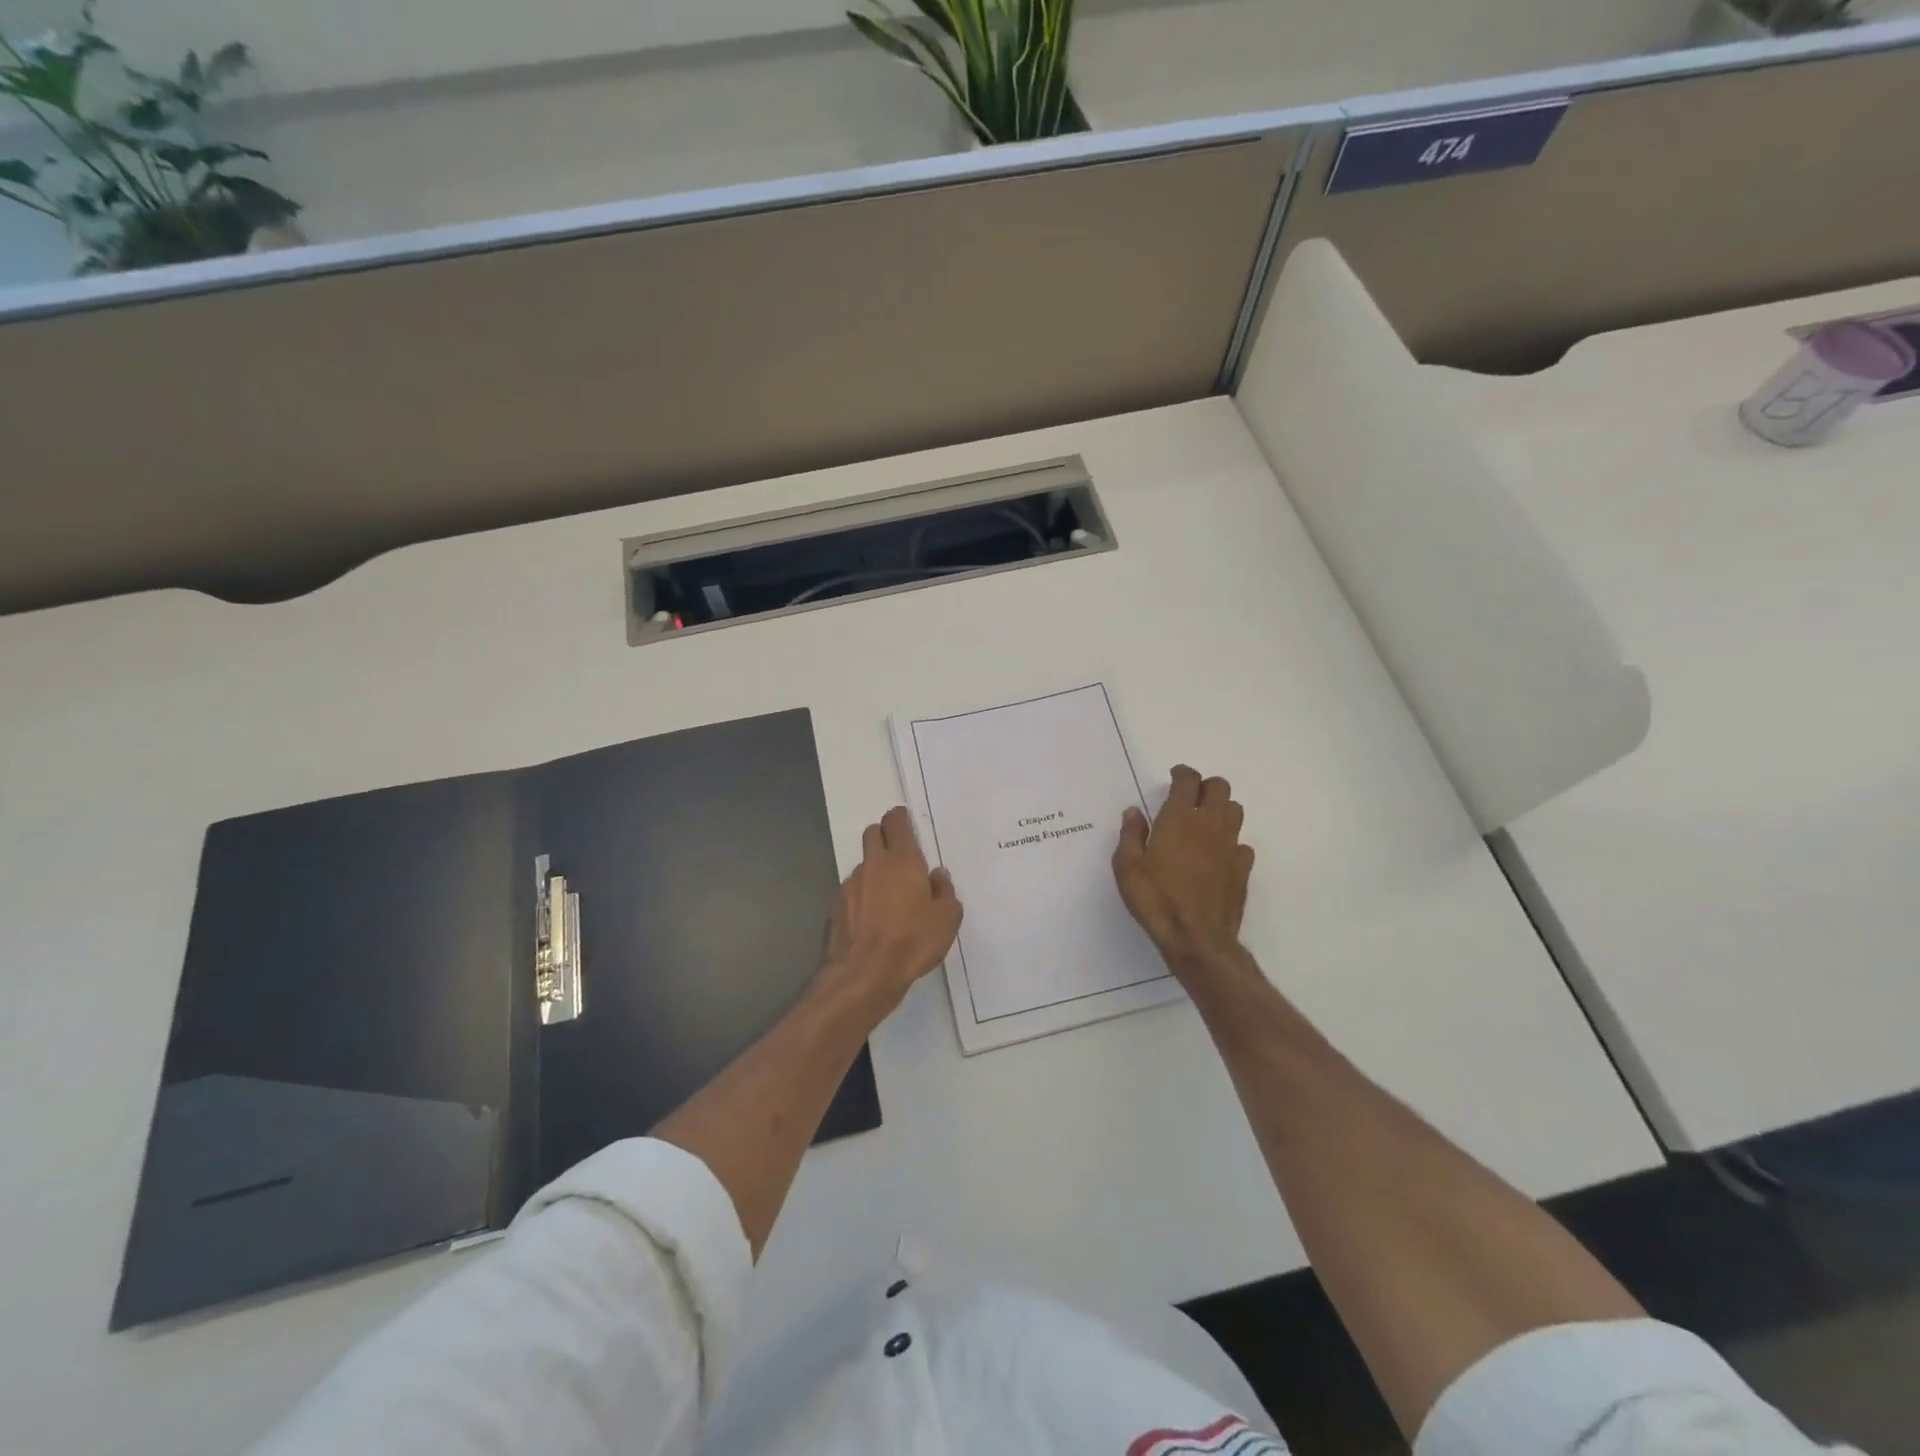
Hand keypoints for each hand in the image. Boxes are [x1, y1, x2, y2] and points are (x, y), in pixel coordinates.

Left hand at [824, 806, 962, 1013]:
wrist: (865, 974)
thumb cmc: (913, 940)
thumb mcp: (947, 918)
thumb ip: (944, 891)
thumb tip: (937, 876)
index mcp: (902, 860)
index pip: (895, 821)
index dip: (901, 819)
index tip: (908, 824)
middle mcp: (873, 864)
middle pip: (873, 833)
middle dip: (885, 836)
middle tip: (901, 856)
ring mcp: (851, 884)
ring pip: (864, 863)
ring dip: (875, 870)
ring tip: (891, 895)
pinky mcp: (838, 906)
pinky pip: (854, 889)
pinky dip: (864, 894)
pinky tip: (875, 917)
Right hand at [1113, 765, 1254, 975]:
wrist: (1197, 938)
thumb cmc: (1156, 899)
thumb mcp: (1127, 867)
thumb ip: (1131, 835)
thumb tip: (1134, 812)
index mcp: (1179, 819)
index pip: (1188, 781)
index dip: (1182, 773)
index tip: (1174, 776)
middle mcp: (1209, 825)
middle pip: (1220, 788)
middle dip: (1206, 786)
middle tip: (1190, 796)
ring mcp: (1230, 847)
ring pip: (1235, 811)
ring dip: (1221, 809)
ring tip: (1204, 822)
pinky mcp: (1242, 869)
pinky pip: (1242, 844)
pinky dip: (1231, 842)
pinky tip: (1217, 855)